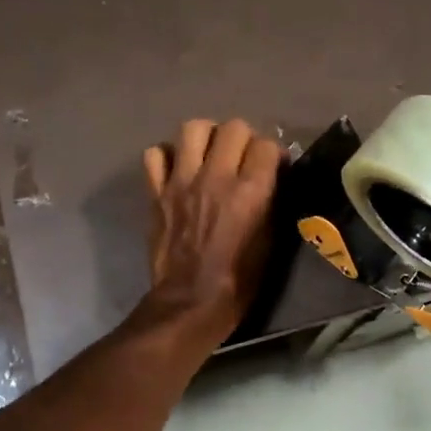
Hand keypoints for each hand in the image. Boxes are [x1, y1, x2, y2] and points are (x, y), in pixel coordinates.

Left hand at [140, 119, 280, 340]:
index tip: (273, 167)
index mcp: (250, 192)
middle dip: (243, 138)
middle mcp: (216, 177)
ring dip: (206, 137)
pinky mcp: (157, 192)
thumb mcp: (270, 243)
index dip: (273, 154)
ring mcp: (182, 181)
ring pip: (193, 128)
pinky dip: (168, 156)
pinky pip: (156, 154)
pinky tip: (178, 170)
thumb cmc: (239, 280)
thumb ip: (272, 203)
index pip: (267, 145)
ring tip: (210, 154)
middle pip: (233, 127)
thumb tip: (274, 178)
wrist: (190, 302)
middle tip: (242, 157)